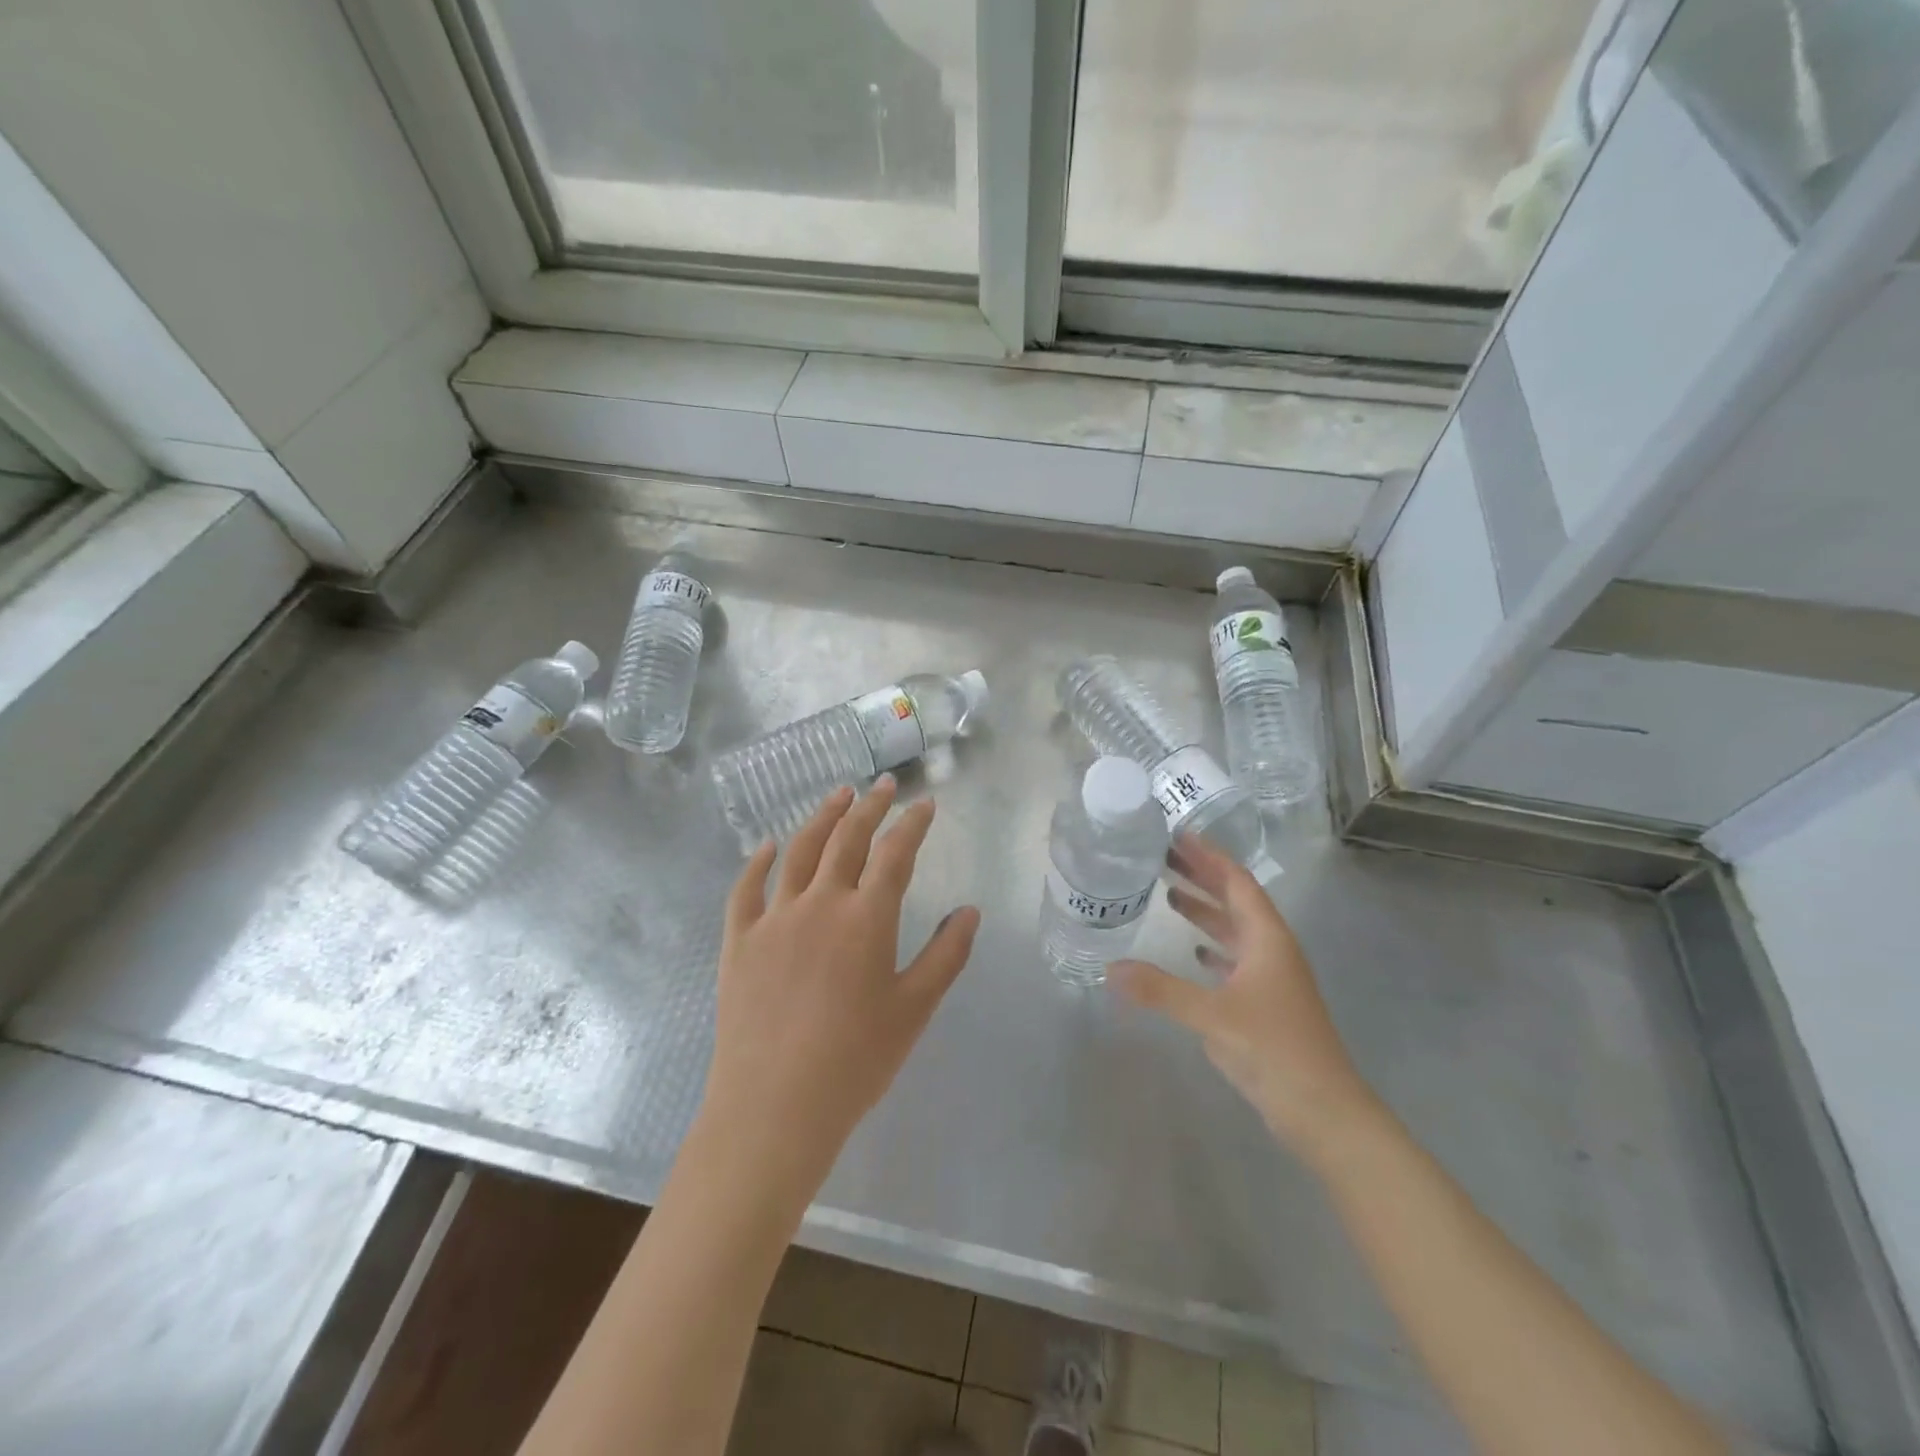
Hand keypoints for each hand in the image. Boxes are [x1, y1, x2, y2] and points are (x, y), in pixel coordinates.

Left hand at [701, 777, 980, 1196]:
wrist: (774, 1107)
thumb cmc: (855, 1061)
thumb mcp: (914, 1009)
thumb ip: (945, 955)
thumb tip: (968, 911)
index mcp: (866, 919)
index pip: (895, 854)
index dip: (913, 824)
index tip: (925, 804)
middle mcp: (820, 903)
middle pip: (848, 840)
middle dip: (870, 807)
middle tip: (884, 786)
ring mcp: (774, 918)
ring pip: (800, 852)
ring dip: (822, 817)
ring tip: (838, 795)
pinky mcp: (739, 940)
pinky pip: (746, 889)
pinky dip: (758, 861)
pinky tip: (768, 846)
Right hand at [1113, 833, 1376, 1159]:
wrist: (1324, 1112)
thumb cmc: (1274, 1050)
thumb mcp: (1213, 1016)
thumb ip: (1160, 991)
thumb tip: (1109, 969)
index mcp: (1268, 939)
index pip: (1237, 883)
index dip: (1209, 857)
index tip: (1178, 837)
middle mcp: (1272, 950)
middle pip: (1235, 901)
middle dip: (1202, 877)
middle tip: (1163, 858)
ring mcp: (1271, 978)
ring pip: (1235, 931)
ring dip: (1205, 912)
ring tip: (1169, 895)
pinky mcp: (1265, 1004)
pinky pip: (1234, 961)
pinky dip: (1212, 949)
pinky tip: (1193, 952)